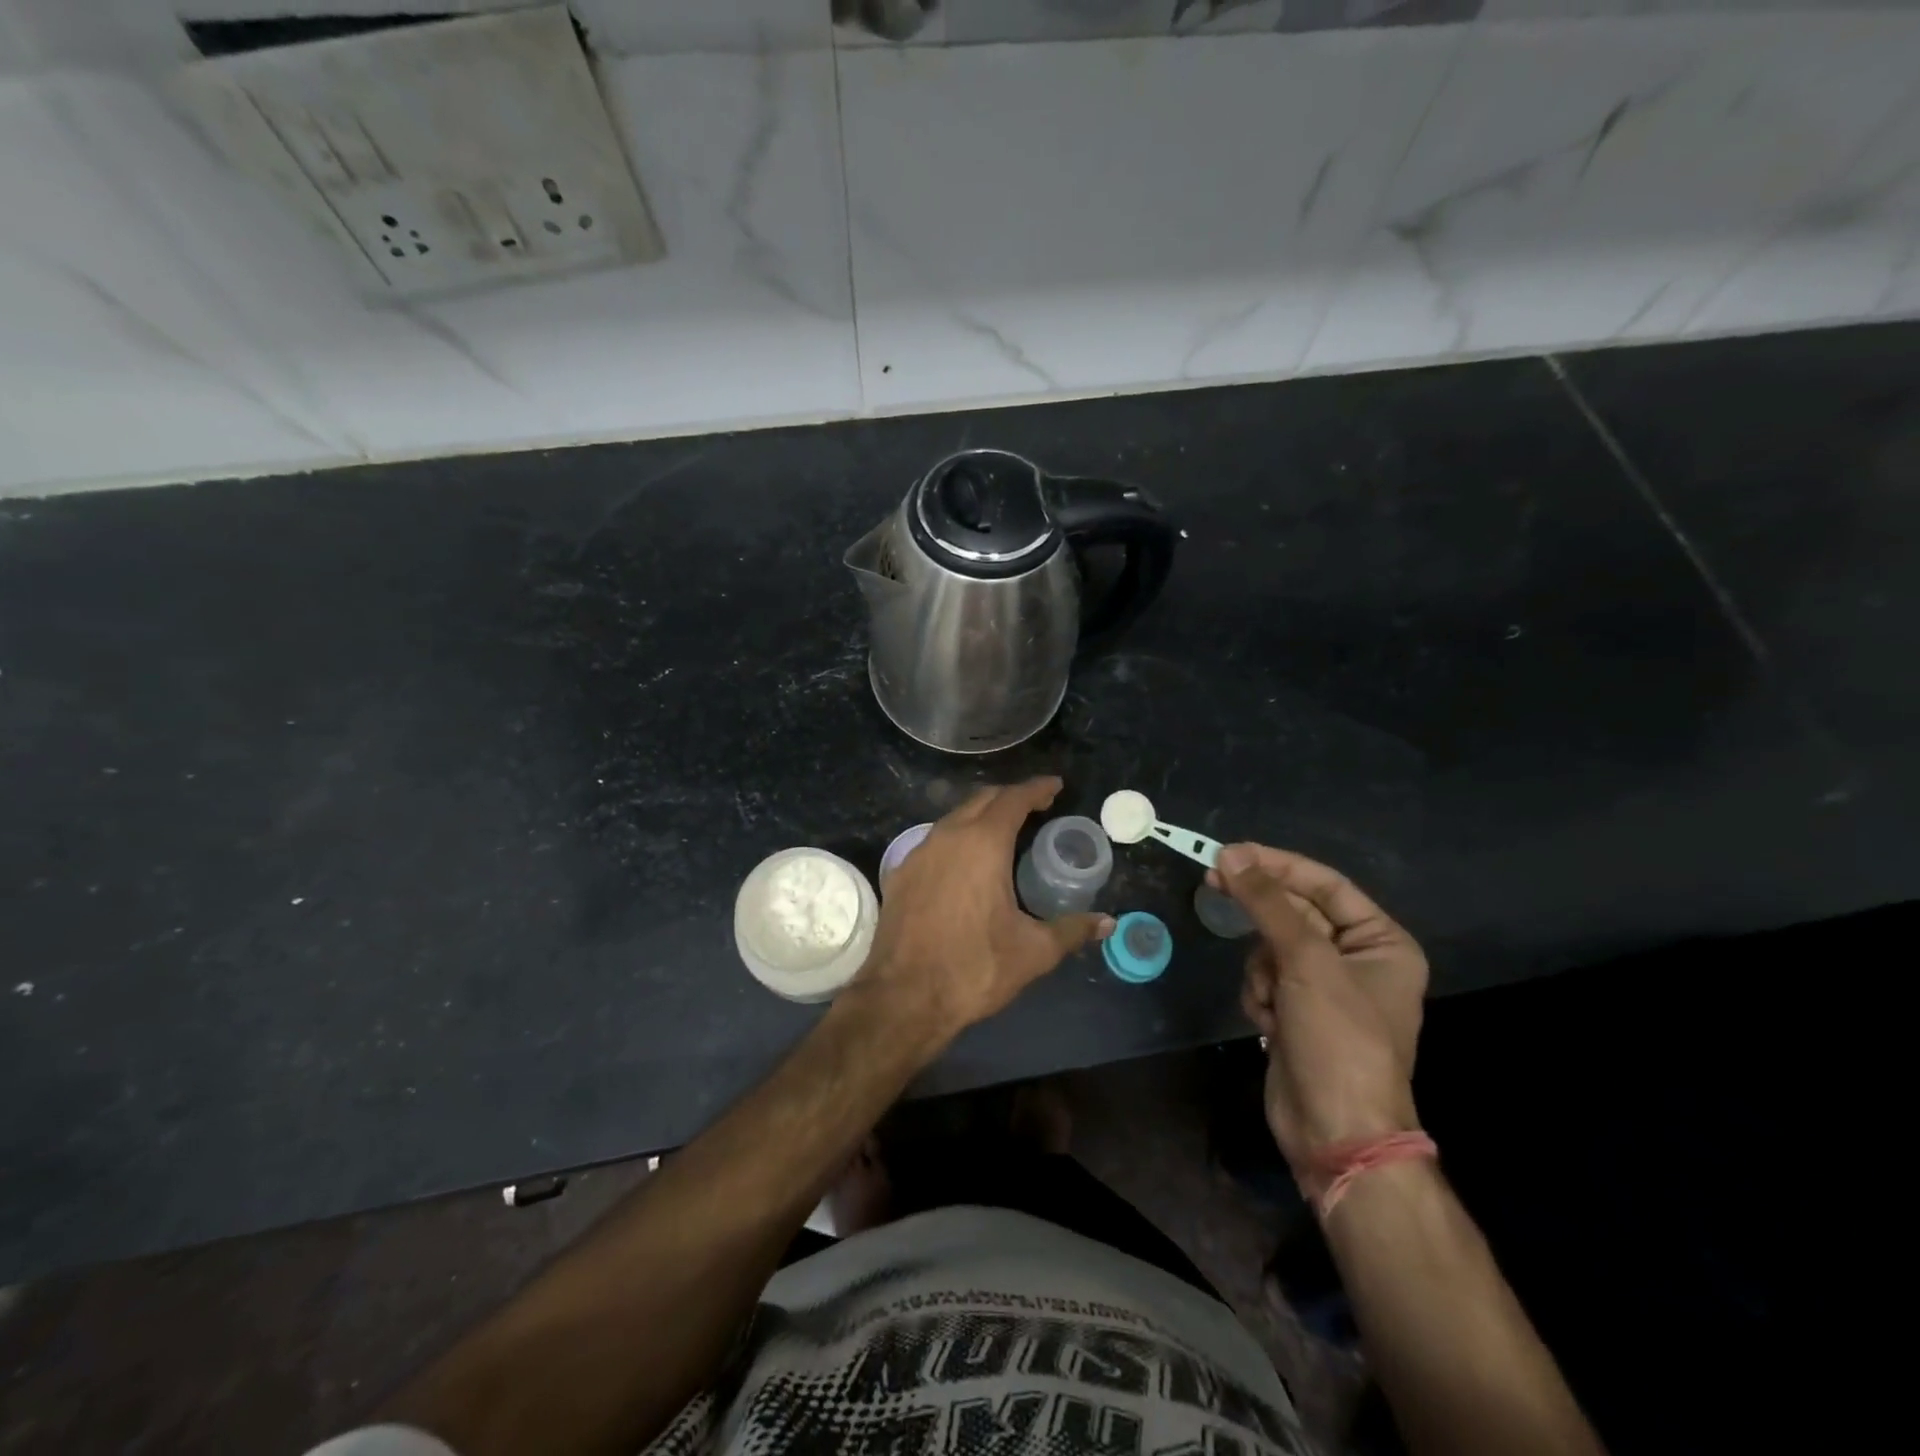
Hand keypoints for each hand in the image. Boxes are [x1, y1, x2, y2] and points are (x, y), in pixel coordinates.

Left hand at [853, 778, 1113, 1047]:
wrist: (902, 997)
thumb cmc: (974, 968)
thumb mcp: (1033, 952)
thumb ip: (1072, 931)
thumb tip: (1107, 923)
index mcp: (982, 843)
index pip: (1013, 798)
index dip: (1037, 789)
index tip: (1055, 786)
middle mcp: (947, 836)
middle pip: (982, 799)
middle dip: (1010, 797)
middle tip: (1036, 807)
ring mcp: (918, 852)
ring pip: (954, 818)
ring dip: (981, 815)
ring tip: (1004, 831)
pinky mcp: (900, 873)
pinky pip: (935, 840)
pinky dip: (957, 838)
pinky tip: (966, 862)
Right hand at [1211, 844, 1427, 1168]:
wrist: (1335, 1132)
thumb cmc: (1338, 1039)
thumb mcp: (1306, 962)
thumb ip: (1266, 903)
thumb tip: (1230, 854)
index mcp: (1381, 942)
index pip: (1324, 884)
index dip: (1277, 864)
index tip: (1230, 851)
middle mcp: (1356, 960)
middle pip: (1294, 913)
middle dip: (1261, 915)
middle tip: (1211, 880)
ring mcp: (1324, 988)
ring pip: (1271, 946)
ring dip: (1261, 969)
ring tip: (1271, 999)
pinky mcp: (1296, 1012)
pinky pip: (1264, 978)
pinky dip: (1259, 994)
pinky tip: (1269, 1022)